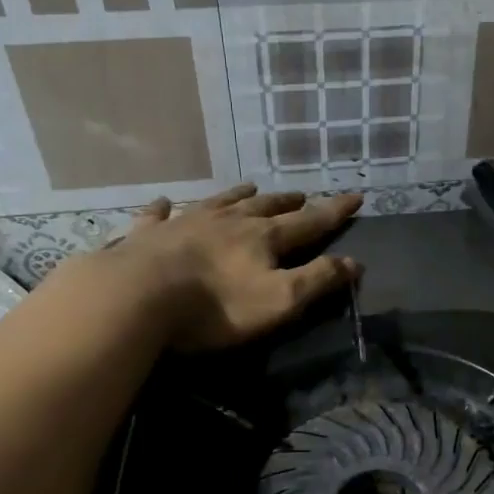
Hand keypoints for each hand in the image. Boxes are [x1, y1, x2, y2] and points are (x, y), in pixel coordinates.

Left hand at [68, 184, 361, 351]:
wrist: (138, 296)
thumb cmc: (216, 306)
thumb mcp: (279, 301)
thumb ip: (317, 280)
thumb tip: (354, 262)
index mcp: (263, 238)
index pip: (309, 221)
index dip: (335, 211)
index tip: (356, 195)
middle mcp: (228, 221)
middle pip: (265, 207)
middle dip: (288, 202)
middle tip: (302, 195)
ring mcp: (186, 223)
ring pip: (219, 202)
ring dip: (238, 196)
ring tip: (251, 187)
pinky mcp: (149, 235)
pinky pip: (159, 216)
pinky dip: (164, 208)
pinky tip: (162, 202)